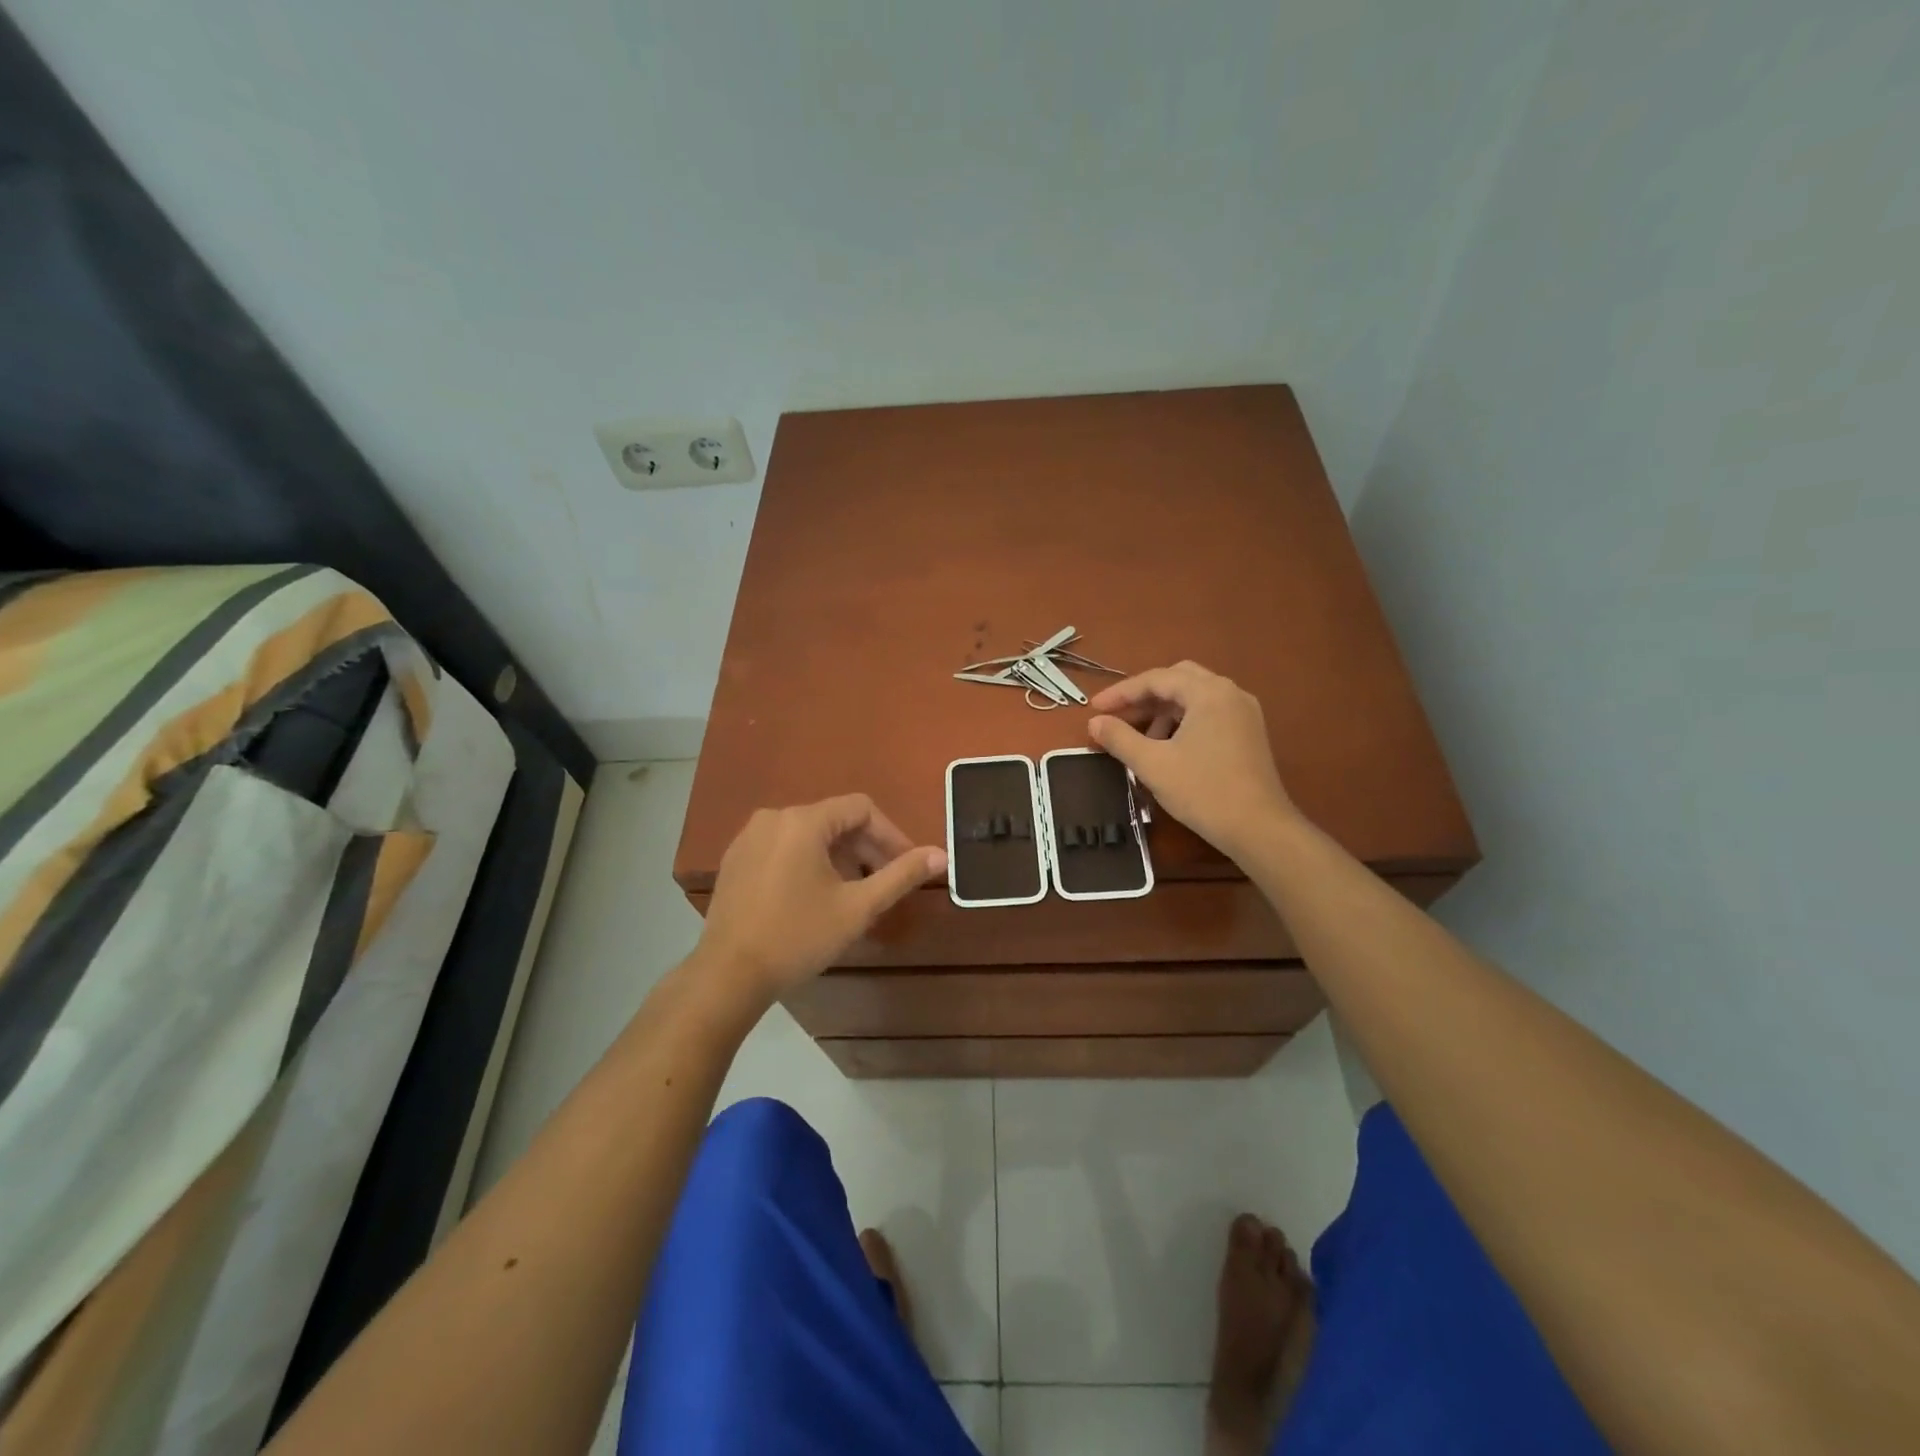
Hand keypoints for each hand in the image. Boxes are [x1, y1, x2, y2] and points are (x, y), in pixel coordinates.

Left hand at [696, 795, 946, 1000]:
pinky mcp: (735, 859)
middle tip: (885, 884)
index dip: (891, 835)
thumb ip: (901, 875)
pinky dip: (809, 862)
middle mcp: (774, 817)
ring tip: (854, 894)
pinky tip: (815, 897)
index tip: (907, 866)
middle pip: (835, 820)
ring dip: (839, 857)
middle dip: (866, 848)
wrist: (728, 975)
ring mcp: (749, 837)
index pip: (862, 809)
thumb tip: (941, 854)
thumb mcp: (858, 908)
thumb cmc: (798, 937)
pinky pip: (784, 847)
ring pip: (809, 834)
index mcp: (803, 821)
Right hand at [1086, 661, 1298, 859]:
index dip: (1121, 692)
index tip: (1094, 709)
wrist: (1259, 829)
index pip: (1156, 679)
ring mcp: (1244, 712)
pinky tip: (1169, 747)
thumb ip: (1119, 738)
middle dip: (1145, 696)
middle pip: (1178, 680)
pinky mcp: (1249, 733)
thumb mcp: (1152, 764)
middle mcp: (1230, 692)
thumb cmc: (1203, 791)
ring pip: (1195, 697)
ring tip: (1142, 740)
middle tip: (1118, 716)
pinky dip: (1184, 721)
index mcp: (1208, 692)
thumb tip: (1095, 722)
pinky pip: (1210, 713)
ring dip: (1164, 711)